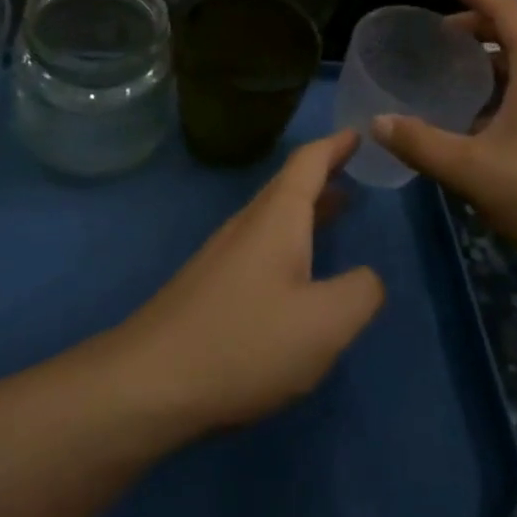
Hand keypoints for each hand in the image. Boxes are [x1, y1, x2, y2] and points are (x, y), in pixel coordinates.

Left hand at [117, 131, 384, 433]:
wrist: (148, 385)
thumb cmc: (244, 343)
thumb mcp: (325, 323)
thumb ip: (361, 292)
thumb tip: (368, 278)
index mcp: (276, 220)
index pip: (308, 163)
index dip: (335, 145)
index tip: (357, 132)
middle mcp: (246, 227)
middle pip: (288, 186)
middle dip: (323, 173)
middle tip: (354, 167)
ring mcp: (222, 257)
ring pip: (273, 218)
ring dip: (307, 208)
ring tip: (338, 208)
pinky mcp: (209, 289)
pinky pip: (260, 247)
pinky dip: (289, 241)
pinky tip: (297, 272)